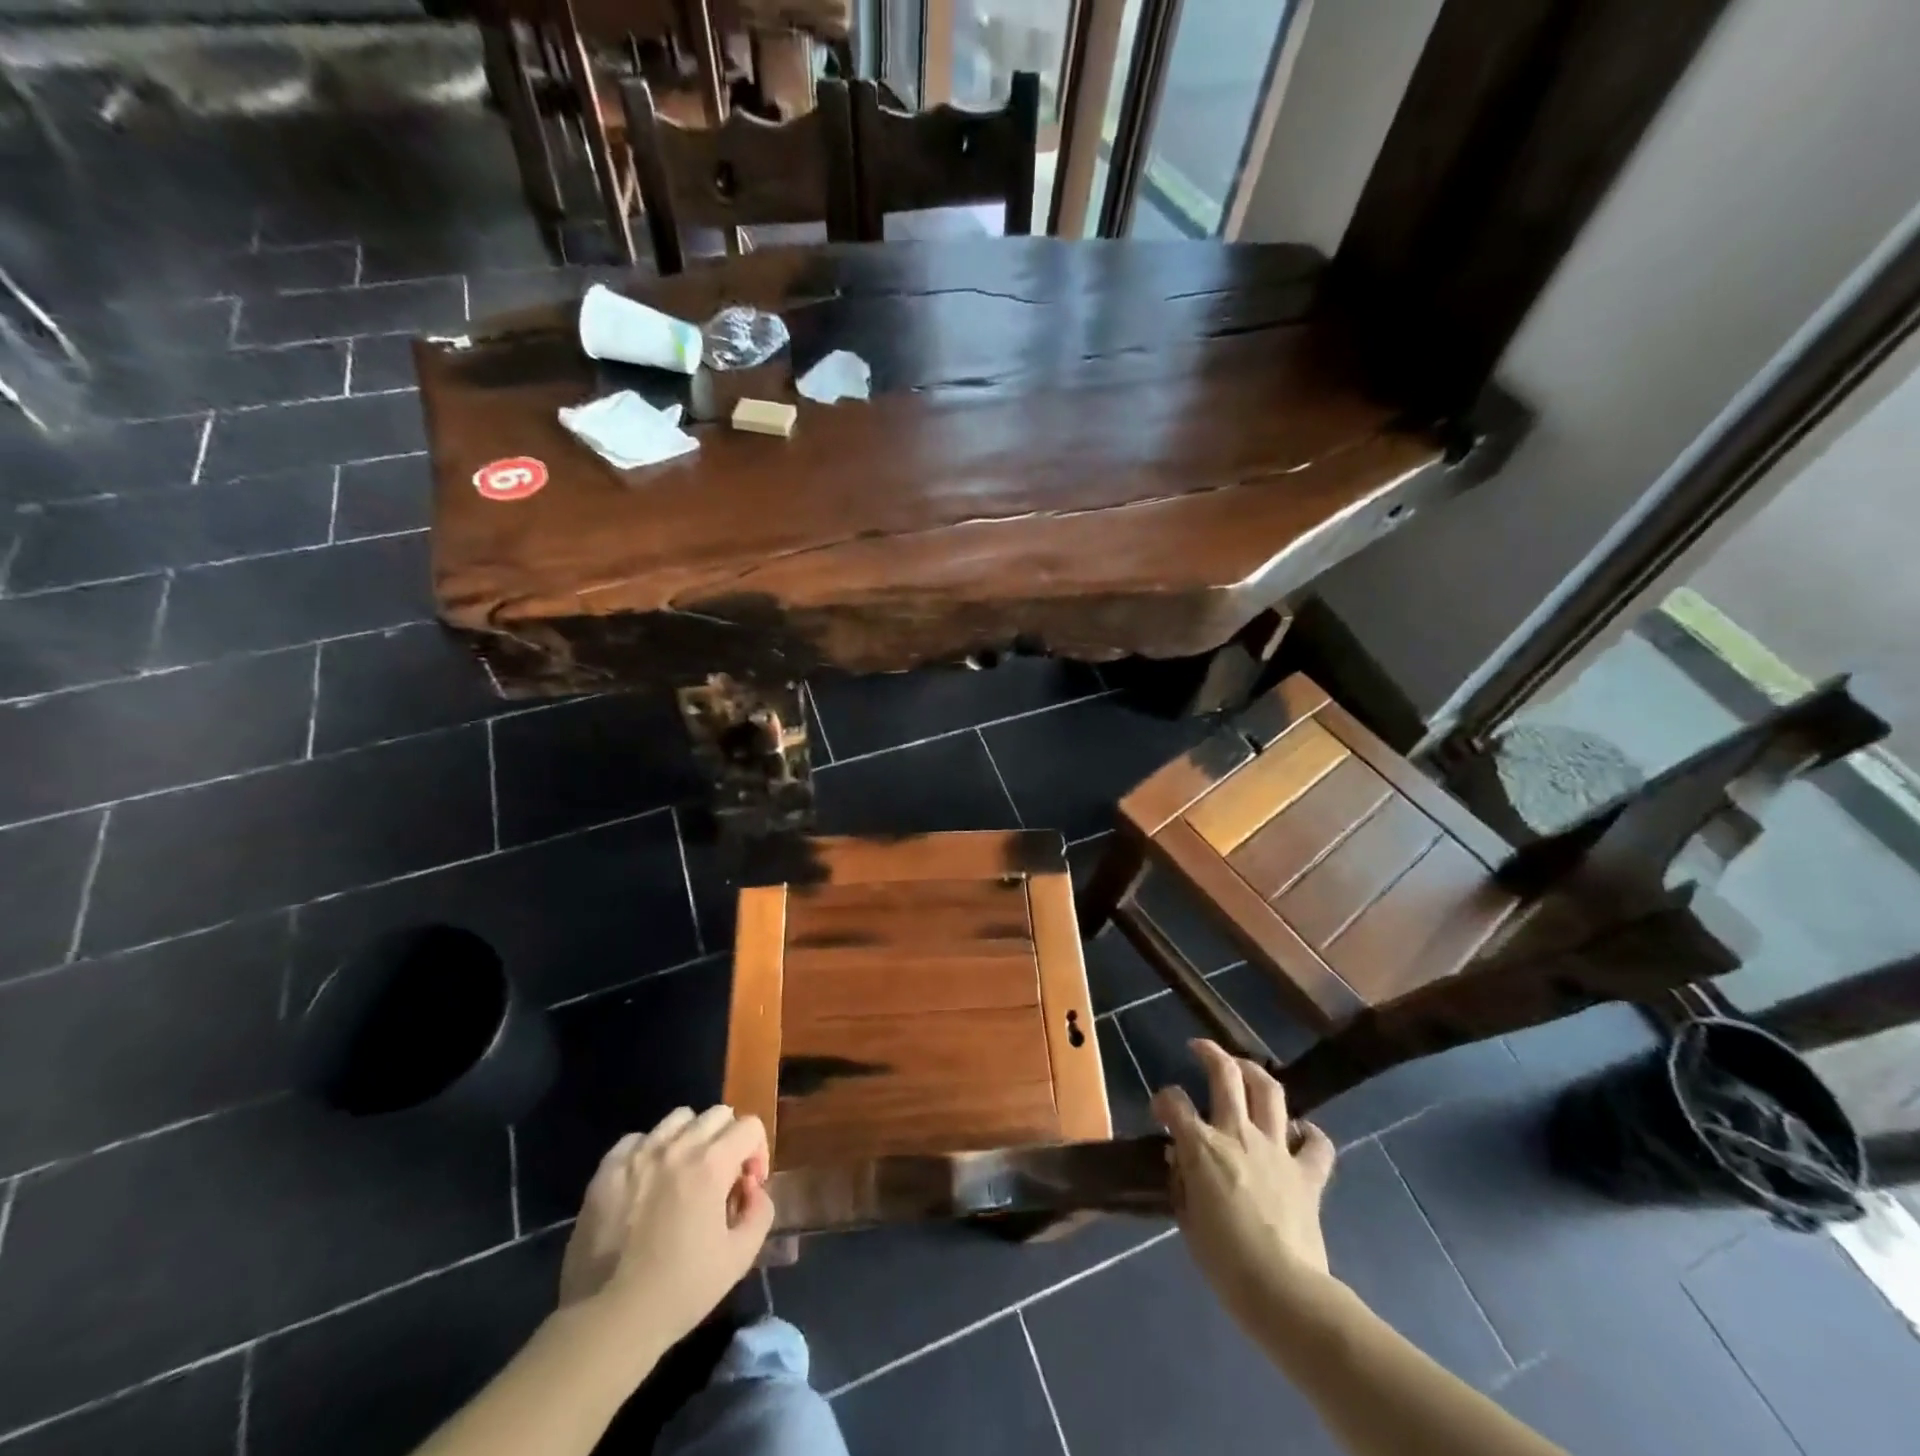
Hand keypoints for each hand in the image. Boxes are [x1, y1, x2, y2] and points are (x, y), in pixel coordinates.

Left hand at [557, 1107, 772, 1351]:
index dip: (757, 1153)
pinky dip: (649, 1151)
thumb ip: (760, 1212)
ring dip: (690, 1138)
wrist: (608, 1320)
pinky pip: (637, 1139)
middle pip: (717, 1114)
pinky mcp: (607, 1170)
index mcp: (712, 1163)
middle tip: (719, 1179)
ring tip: (683, 1174)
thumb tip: (754, 1189)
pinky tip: (646, 1182)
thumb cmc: (680, 1290)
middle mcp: (678, 1146)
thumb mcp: (739, 1258)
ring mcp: (639, 1154)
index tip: (746, 1188)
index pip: (750, 1126)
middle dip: (728, 1140)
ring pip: (678, 1119)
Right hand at [1153, 1040, 1336, 1316]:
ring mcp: (1277, 1150)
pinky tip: (1300, 1131)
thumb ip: (1182, 1183)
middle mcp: (1239, 1134)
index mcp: (1203, 1146)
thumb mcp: (1187, 1221)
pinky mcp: (1308, 1174)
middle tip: (1200, 1048)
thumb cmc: (1224, 1260)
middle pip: (1226, 1075)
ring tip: (1245, 1070)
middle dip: (1210, 1053)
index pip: (1175, 1103)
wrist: (1282, 1291)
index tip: (1160, 1110)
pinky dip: (1309, 1132)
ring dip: (1255, 1073)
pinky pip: (1316, 1144)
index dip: (1163, 1100)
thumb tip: (1180, 1160)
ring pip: (1269, 1091)